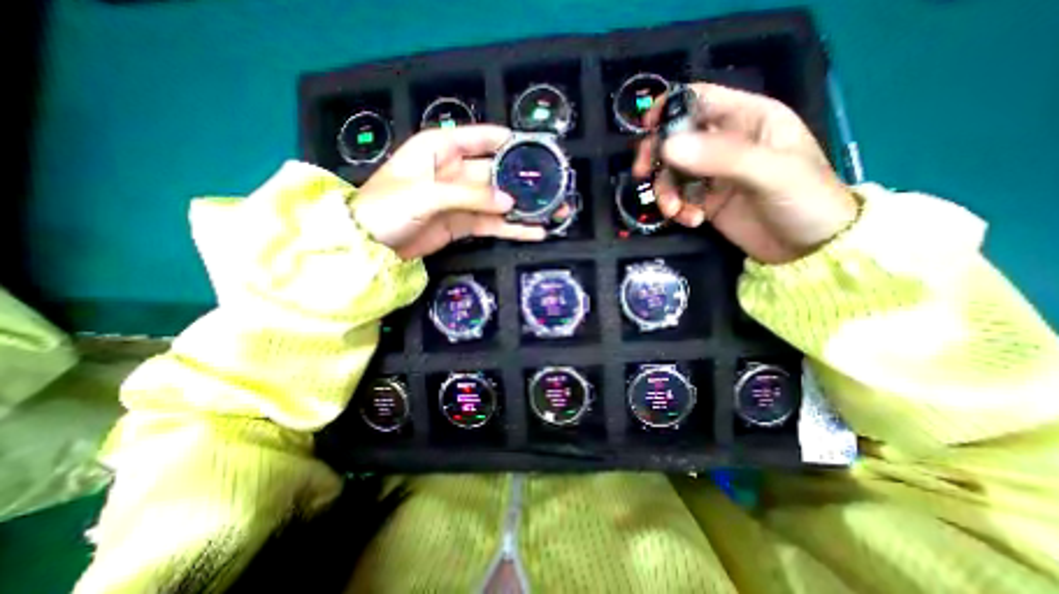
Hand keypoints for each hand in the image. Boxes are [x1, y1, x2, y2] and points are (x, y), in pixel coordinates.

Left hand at [354, 124, 540, 256]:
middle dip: (525, 181)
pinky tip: (535, 231)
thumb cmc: (387, 207)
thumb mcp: (427, 194)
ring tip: (554, 212)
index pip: (483, 138)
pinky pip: (494, 224)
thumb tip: (509, 203)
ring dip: (525, 208)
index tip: (539, 151)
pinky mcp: (465, 224)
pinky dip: (513, 228)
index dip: (511, 142)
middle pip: (498, 173)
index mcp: (443, 148)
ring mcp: (463, 200)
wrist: (370, 245)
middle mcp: (457, 171)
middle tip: (556, 189)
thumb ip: (470, 195)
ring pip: (500, 201)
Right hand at [632, 82, 854, 262]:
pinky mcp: (704, 200)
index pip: (700, 100)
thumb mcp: (770, 173)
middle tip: (643, 174)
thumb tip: (667, 147)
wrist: (808, 249)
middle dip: (657, 155)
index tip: (647, 131)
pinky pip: (677, 197)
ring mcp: (712, 174)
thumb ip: (721, 157)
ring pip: (671, 172)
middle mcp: (725, 142)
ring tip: (676, 212)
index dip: (669, 108)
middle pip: (676, 137)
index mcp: (748, 118)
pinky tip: (692, 221)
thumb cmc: (804, 200)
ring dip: (666, 192)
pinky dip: (676, 209)